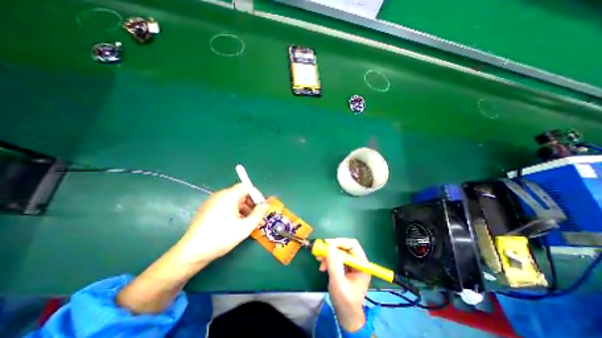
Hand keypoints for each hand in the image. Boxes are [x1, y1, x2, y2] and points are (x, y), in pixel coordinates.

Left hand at [118, 185, 268, 313]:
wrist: (192, 253)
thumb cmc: (221, 237)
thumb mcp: (245, 227)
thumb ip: (259, 213)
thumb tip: (266, 205)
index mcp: (229, 196)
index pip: (247, 186)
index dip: (257, 195)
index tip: (262, 207)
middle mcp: (220, 195)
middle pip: (240, 193)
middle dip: (251, 203)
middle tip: (257, 216)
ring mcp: (212, 202)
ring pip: (234, 200)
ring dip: (244, 208)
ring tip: (248, 222)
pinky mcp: (208, 209)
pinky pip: (226, 206)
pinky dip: (235, 211)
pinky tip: (236, 224)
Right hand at [317, 239, 369, 331]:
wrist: (346, 316)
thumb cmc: (345, 302)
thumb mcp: (338, 283)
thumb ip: (334, 264)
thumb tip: (329, 246)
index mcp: (362, 264)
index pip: (352, 245)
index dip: (340, 242)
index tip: (327, 244)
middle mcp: (357, 261)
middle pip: (344, 246)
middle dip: (332, 249)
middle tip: (321, 252)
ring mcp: (351, 264)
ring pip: (338, 251)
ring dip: (328, 254)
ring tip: (320, 261)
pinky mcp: (344, 267)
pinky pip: (335, 257)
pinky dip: (328, 259)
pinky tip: (322, 266)